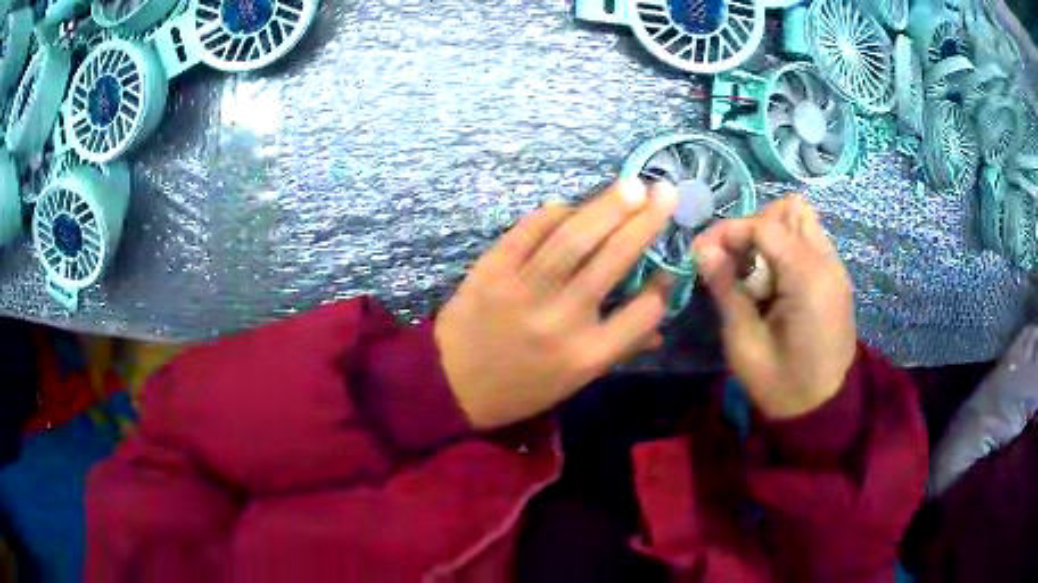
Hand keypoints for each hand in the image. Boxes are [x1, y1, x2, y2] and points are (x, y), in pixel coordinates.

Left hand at [435, 180, 678, 429]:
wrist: (451, 385)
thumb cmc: (521, 388)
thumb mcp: (574, 382)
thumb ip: (619, 350)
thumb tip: (660, 325)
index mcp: (586, 355)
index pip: (641, 312)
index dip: (663, 286)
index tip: (669, 267)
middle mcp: (560, 321)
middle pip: (611, 261)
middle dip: (644, 223)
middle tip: (665, 191)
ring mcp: (523, 292)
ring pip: (572, 239)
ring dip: (606, 206)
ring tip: (632, 185)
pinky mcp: (491, 271)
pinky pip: (527, 232)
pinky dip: (552, 214)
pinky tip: (570, 204)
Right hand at [692, 195, 856, 419]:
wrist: (822, 411)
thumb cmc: (780, 385)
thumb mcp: (744, 343)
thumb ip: (726, 289)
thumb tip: (702, 249)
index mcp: (808, 278)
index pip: (765, 225)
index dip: (729, 231)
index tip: (701, 252)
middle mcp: (828, 263)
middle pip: (790, 209)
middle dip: (755, 225)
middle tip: (735, 260)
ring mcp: (835, 269)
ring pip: (802, 222)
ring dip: (772, 235)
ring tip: (754, 271)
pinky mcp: (836, 280)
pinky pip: (809, 243)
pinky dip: (786, 250)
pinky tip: (773, 283)